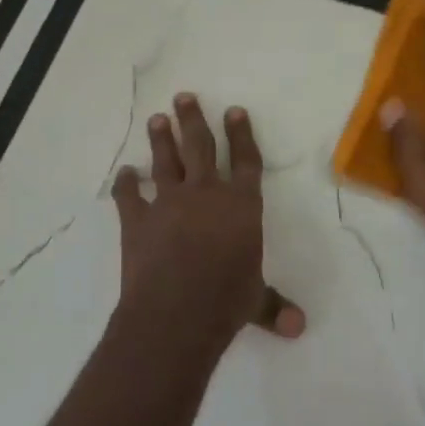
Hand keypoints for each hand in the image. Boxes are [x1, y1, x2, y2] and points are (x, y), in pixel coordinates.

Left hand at [108, 94, 304, 360]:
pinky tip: (124, 173)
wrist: (176, 312)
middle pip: (200, 147)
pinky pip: (128, 195)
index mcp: (241, 205)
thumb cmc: (226, 300)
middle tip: (184, 97)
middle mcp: (206, 194)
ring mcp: (168, 203)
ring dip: (161, 139)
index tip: (234, 110)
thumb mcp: (255, 301)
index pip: (245, 161)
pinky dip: (125, 184)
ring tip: (158, 119)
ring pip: (165, 161)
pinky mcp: (136, 221)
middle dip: (193, 120)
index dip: (241, 135)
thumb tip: (299, 328)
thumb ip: (274, 306)